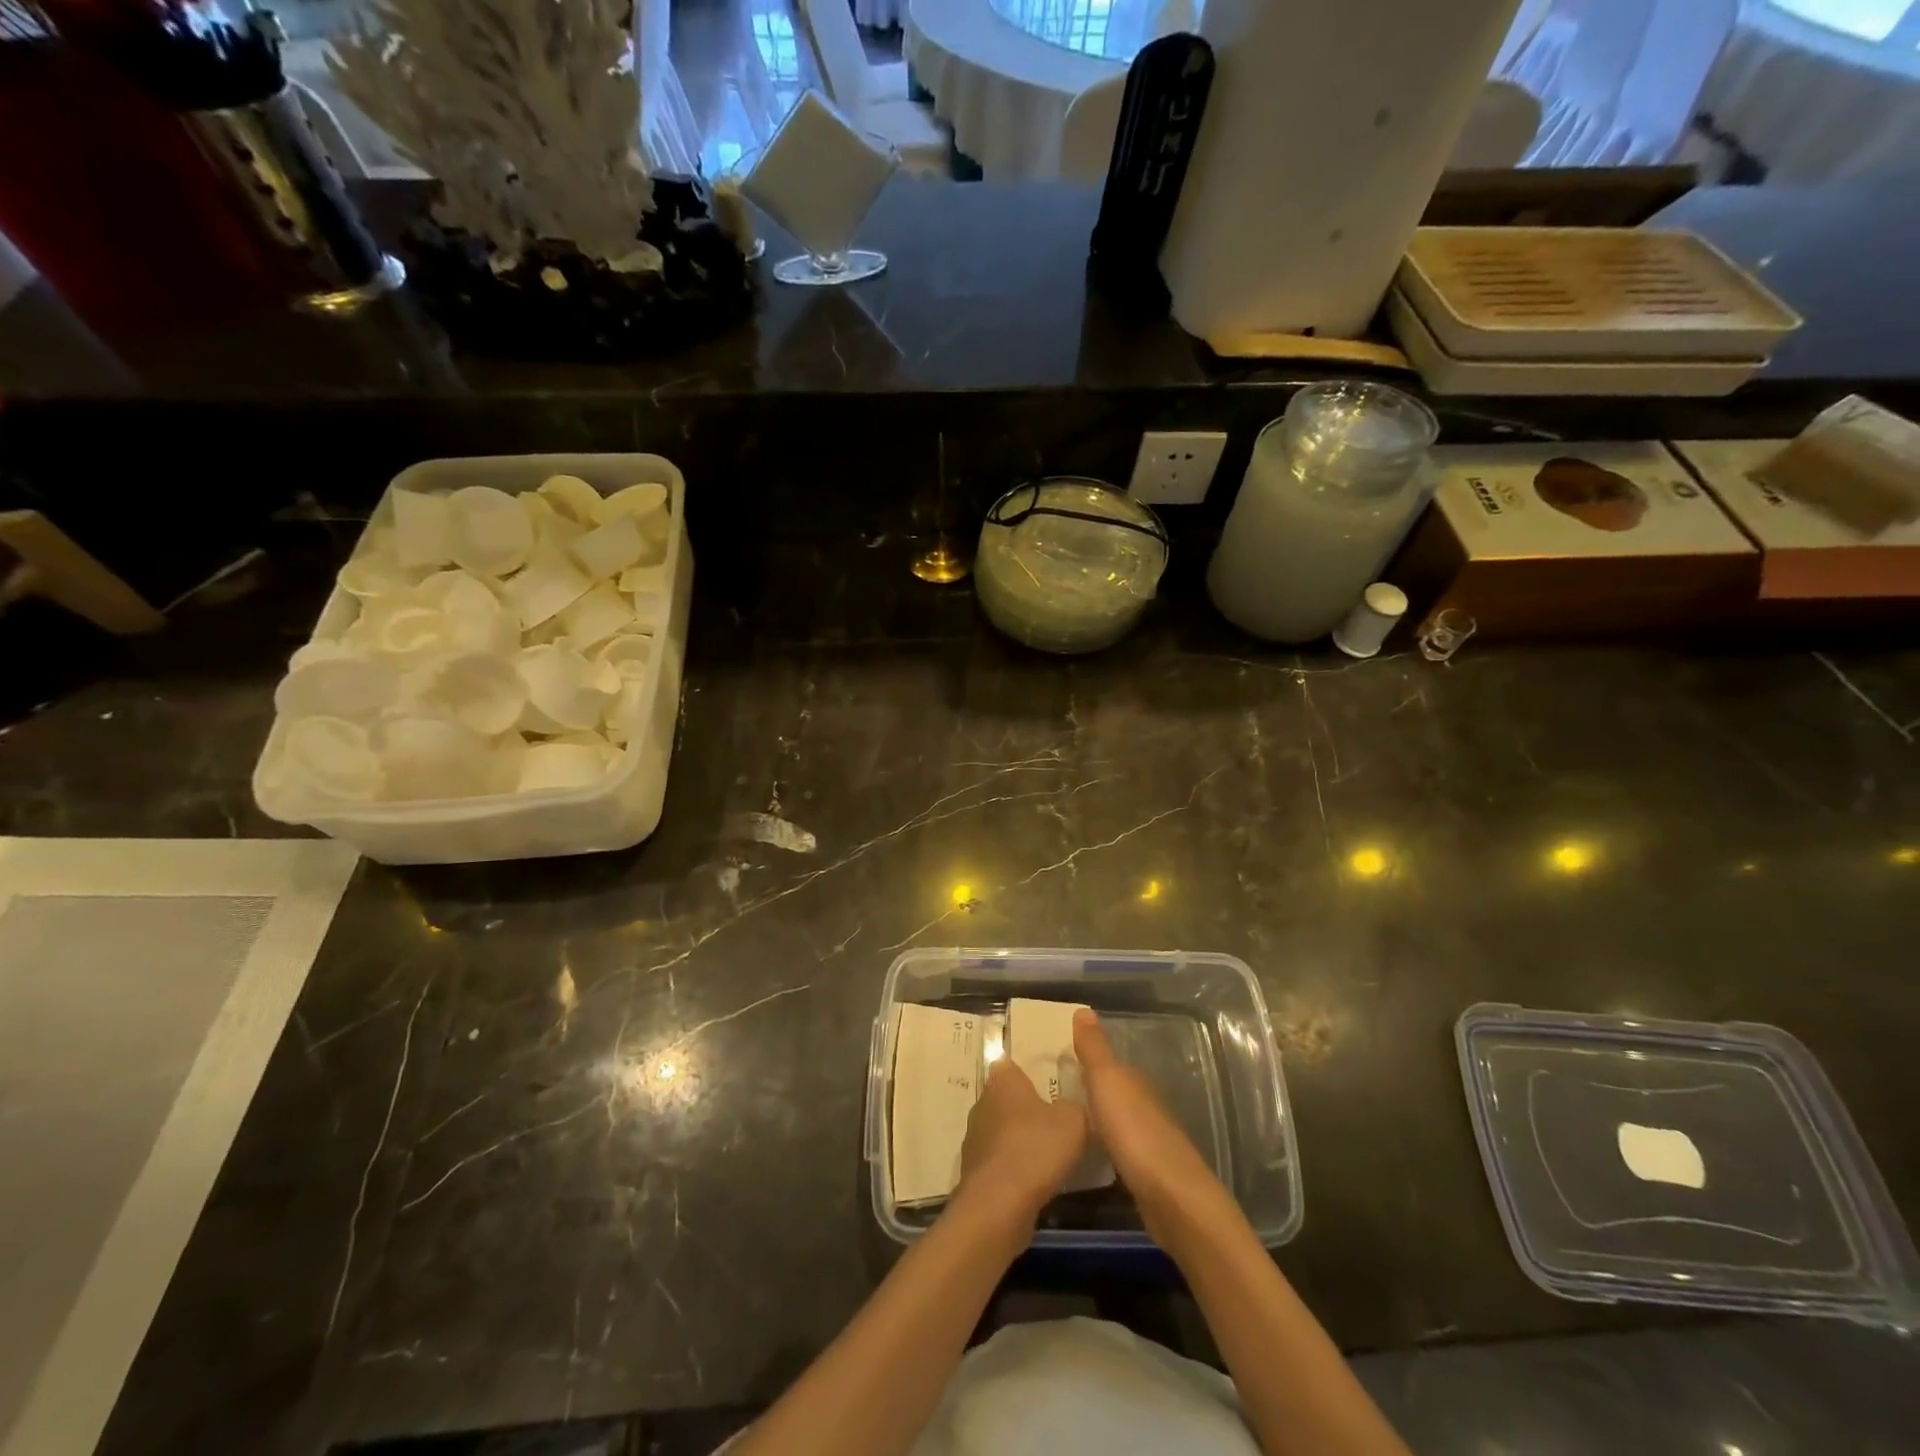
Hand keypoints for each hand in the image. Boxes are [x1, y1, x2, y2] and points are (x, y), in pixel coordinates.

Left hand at [958, 1059, 1087, 1224]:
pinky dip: (1011, 1168)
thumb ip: (1074, 1107)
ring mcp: (973, 1137)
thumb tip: (1068, 1108)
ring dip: (1017, 1140)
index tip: (1046, 1083)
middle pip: (1005, 1098)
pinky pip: (997, 1161)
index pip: (1011, 1065)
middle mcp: (982, 1102)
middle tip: (1052, 1120)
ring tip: (1045, 1154)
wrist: (999, 1204)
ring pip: (1000, 1130)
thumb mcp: (1074, 1121)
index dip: (1027, 1072)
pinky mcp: (972, 1171)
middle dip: (1024, 1108)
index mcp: (1003, 1080)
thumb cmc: (1036, 1148)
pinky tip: (1031, 1181)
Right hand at [1073, 1009, 1227, 1248]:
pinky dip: (1102, 1147)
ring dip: (1094, 1120)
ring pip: (1114, 1121)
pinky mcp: (1145, 1174)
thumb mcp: (1107, 1082)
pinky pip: (1117, 1151)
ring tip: (1060, 1122)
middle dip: (1086, 1090)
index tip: (1053, 1063)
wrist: (1172, 1198)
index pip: (1107, 1064)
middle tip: (1047, 1093)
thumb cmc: (1134, 1132)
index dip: (1083, 1061)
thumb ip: (1094, 1049)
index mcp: (1134, 1082)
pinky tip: (1085, 1155)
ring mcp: (1147, 1141)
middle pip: (1111, 1092)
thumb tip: (1083, 1008)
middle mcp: (1143, 1105)